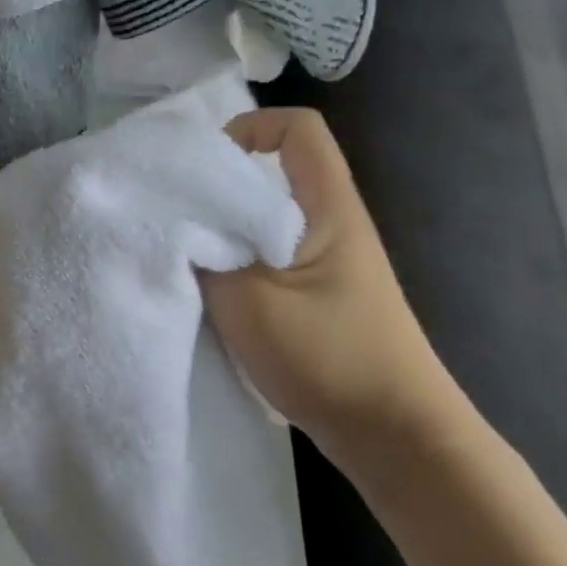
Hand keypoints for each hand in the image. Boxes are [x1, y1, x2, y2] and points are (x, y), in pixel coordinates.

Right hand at [204, 109, 454, 451]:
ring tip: (182, 251)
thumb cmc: (327, 356)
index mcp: (327, 208)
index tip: (202, 166)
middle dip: (220, 185)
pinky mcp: (317, 298)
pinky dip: (234, 264)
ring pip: (267, 221)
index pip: (298, 129)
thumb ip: (205, 255)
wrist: (395, 437)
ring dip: (224, 230)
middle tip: (171, 210)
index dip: (249, 127)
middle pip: (274, 174)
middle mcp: (331, 225)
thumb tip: (173, 226)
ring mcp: (326, 264)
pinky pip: (268, 259)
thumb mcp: (249, 301)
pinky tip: (208, 291)